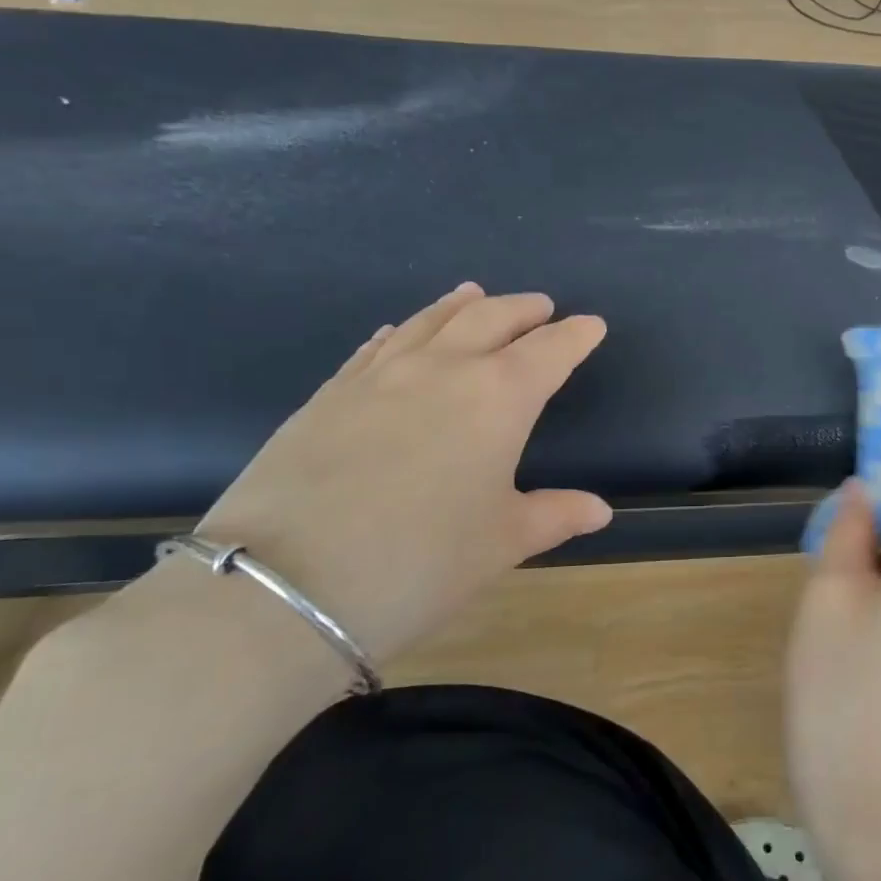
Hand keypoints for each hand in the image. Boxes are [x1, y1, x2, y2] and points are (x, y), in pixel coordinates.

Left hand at [196, 283, 612, 661]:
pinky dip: (403, 331)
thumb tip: (599, 510)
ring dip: (461, 305)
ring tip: (476, 293)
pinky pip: (377, 347)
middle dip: (523, 309)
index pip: (549, 351)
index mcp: (498, 397)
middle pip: (491, 319)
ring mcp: (378, 377)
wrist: (281, 587)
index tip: (592, 325)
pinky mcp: (328, 395)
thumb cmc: (420, 562)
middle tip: (541, 307)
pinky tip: (400, 331)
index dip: (575, 336)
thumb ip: (555, 515)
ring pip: (430, 322)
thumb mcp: (502, 543)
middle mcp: (442, 370)